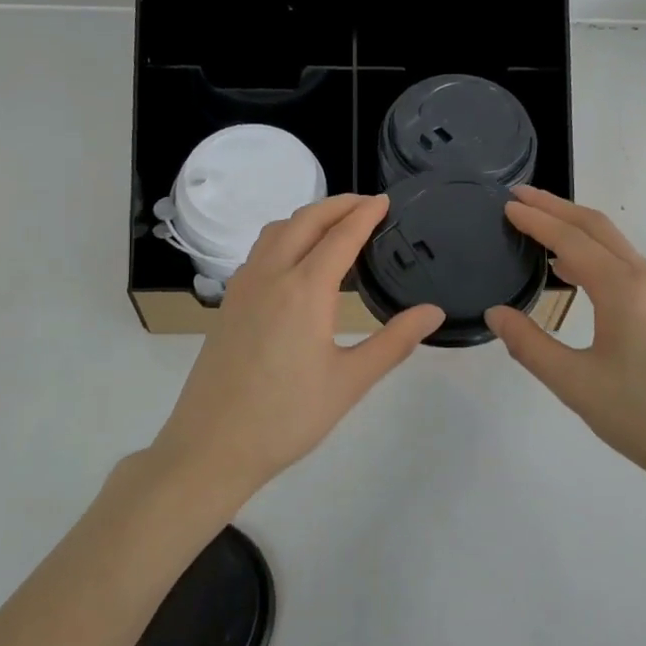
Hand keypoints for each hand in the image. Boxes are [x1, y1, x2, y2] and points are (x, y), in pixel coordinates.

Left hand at [150, 195, 444, 507]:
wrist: (212, 445)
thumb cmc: (287, 417)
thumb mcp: (350, 382)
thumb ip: (393, 342)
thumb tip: (433, 312)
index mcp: (305, 290)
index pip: (341, 236)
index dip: (365, 214)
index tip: (385, 200)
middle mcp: (271, 275)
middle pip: (305, 220)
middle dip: (337, 205)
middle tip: (365, 204)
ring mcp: (244, 286)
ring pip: (277, 231)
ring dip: (307, 217)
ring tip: (334, 225)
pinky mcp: (229, 302)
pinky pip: (260, 250)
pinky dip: (285, 236)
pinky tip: (296, 260)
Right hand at [486, 187, 645, 514]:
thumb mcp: (576, 386)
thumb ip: (530, 345)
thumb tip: (495, 313)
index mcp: (625, 290)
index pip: (572, 240)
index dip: (537, 219)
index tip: (507, 204)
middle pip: (598, 228)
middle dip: (557, 207)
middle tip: (520, 197)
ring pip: (617, 245)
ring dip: (577, 229)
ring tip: (540, 227)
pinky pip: (629, 265)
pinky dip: (596, 253)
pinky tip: (577, 271)